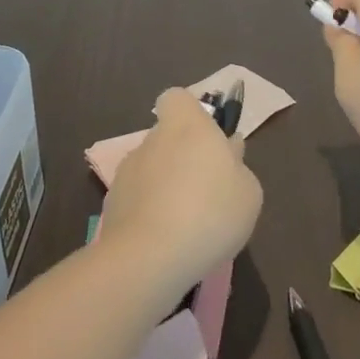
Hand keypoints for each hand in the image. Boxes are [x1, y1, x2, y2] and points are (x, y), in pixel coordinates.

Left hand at [102, 89, 262, 301]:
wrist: (149, 259)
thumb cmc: (210, 213)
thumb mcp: (248, 192)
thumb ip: (238, 166)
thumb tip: (228, 151)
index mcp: (187, 126)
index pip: (177, 99)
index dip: (189, 114)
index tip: (205, 139)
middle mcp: (153, 140)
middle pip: (166, 138)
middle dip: (181, 158)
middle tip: (204, 191)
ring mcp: (127, 172)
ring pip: (150, 170)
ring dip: (164, 187)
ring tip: (184, 224)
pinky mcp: (110, 205)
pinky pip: (136, 200)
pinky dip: (147, 213)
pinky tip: (163, 242)